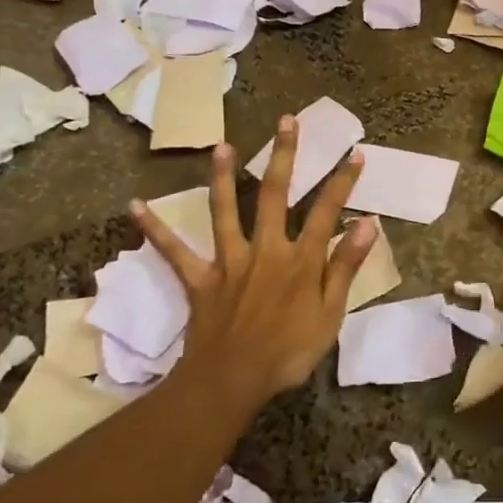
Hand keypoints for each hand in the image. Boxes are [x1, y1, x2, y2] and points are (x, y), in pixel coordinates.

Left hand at [130, 117, 374, 406]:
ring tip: (221, 146)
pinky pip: (174, 252)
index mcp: (301, 259)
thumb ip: (346, 266)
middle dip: (283, 155)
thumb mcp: (331, 313)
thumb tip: (368, 224)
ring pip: (225, 210)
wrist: (231, 381)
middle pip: (274, 194)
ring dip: (222, 176)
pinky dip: (155, 230)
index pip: (327, 212)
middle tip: (286, 121)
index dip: (342, 182)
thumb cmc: (289, 351)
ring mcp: (229, 261)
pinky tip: (134, 206)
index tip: (354, 153)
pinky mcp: (200, 279)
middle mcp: (265, 249)